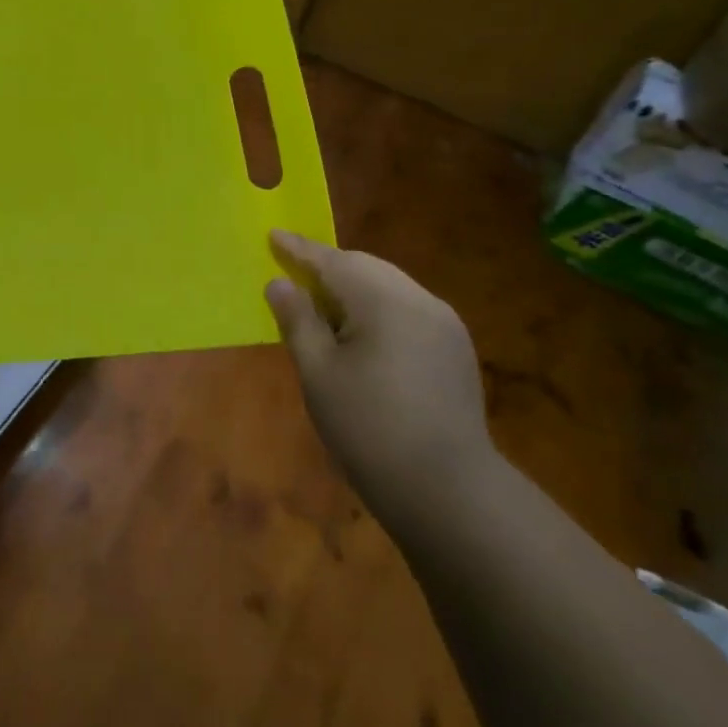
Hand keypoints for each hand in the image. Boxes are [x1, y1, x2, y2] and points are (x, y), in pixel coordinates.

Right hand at [265, 231, 493, 525]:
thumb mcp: (319, 373)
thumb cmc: (369, 428)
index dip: (299, 250)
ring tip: (321, 303)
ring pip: (388, 286)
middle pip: (365, 267)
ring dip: (353, 287)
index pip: (332, 261)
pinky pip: (407, 308)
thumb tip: (280, 283)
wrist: (449, 491)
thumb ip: (298, 320)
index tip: (273, 235)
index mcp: (383, 301)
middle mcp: (419, 300)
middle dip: (327, 266)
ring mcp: (443, 324)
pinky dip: (376, 307)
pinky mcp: (454, 349)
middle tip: (292, 271)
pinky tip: (360, 332)